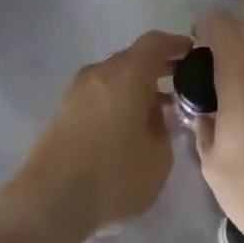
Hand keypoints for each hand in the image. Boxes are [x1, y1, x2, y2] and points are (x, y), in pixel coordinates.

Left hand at [10, 30, 192, 242]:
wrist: (49, 200)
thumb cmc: (113, 175)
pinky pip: (100, 95)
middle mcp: (101, 71)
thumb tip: (155, 118)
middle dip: (158, 69)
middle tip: (181, 86)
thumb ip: (164, 130)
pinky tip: (128, 130)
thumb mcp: (159, 159)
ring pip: (115, 78)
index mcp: (127, 72)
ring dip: (137, 88)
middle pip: (134, 58)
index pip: (156, 43)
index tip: (194, 54)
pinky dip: (118, 102)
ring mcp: (78, 90)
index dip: (177, 45)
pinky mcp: (64, 111)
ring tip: (157, 114)